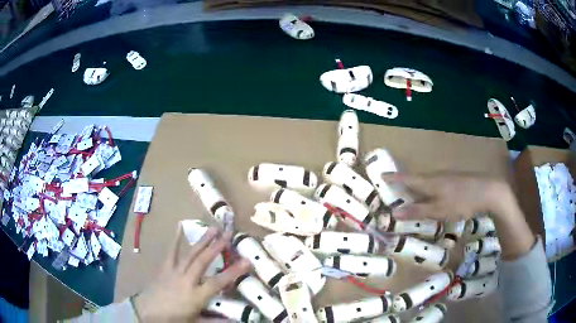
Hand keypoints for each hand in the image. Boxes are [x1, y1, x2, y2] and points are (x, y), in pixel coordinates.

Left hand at [133, 224, 249, 322]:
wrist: (147, 312)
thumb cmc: (173, 319)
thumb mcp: (196, 322)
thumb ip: (216, 320)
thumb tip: (237, 321)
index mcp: (196, 296)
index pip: (218, 282)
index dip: (233, 272)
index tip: (247, 260)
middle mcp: (186, 280)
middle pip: (203, 262)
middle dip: (216, 247)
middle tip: (228, 234)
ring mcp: (174, 272)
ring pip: (190, 254)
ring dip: (202, 241)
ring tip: (213, 228)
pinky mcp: (165, 268)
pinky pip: (171, 252)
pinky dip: (175, 239)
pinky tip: (179, 226)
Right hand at [386, 173, 510, 220]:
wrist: (487, 190)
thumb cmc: (461, 201)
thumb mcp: (439, 210)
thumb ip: (418, 211)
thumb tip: (394, 212)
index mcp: (430, 181)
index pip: (407, 179)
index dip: (394, 178)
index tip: (381, 175)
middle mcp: (436, 176)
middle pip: (416, 179)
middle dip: (404, 182)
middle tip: (394, 188)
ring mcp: (446, 177)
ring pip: (427, 181)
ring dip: (417, 186)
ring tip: (411, 194)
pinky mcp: (454, 180)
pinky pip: (436, 183)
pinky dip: (428, 189)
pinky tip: (433, 196)